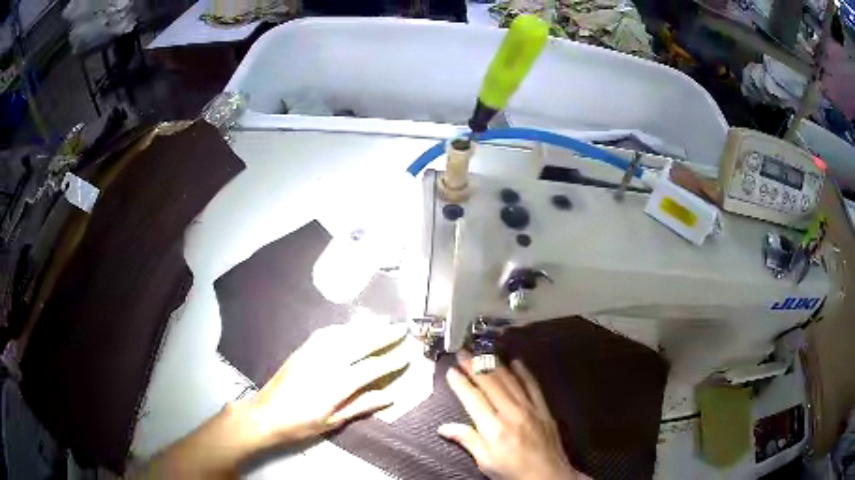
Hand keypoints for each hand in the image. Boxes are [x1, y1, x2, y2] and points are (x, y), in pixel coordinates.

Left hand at [237, 320, 409, 448]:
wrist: (266, 414)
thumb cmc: (301, 424)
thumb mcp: (333, 421)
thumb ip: (362, 405)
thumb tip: (389, 397)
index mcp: (336, 384)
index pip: (371, 368)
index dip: (391, 361)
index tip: (407, 354)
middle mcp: (326, 363)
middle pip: (360, 343)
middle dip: (383, 335)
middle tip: (401, 328)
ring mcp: (312, 353)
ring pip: (344, 334)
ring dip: (365, 328)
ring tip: (381, 324)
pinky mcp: (302, 350)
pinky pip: (326, 333)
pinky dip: (342, 328)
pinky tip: (350, 329)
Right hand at [439, 351, 585, 479]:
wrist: (547, 475)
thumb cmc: (512, 471)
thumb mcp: (485, 461)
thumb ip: (467, 440)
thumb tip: (444, 428)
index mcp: (493, 429)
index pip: (473, 399)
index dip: (461, 383)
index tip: (451, 371)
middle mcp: (511, 414)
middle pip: (490, 384)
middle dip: (474, 366)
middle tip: (463, 353)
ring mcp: (529, 409)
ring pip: (510, 381)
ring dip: (495, 364)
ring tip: (483, 352)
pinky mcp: (543, 409)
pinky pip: (533, 386)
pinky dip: (524, 372)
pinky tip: (517, 362)